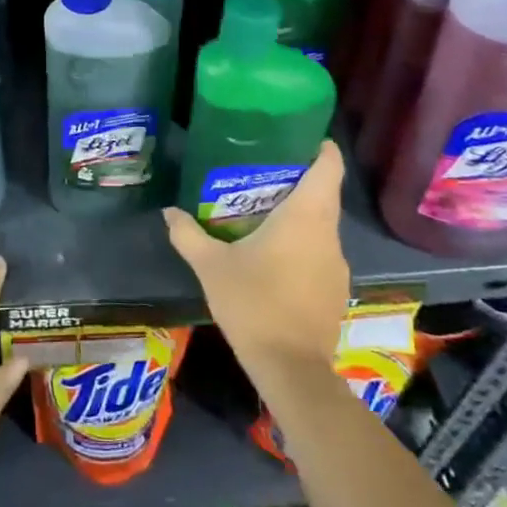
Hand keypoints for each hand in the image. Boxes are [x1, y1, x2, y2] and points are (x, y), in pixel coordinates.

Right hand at [163, 140, 348, 385]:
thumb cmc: (253, 304)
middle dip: (298, 179)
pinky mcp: (335, 289)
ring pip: (322, 225)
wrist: (291, 370)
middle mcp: (329, 234)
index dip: (319, 147)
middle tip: (262, 171)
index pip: (329, 167)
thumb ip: (188, 235)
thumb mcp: (211, 267)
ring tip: (263, 211)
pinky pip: (321, 251)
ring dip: (299, 214)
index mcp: (306, 217)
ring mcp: (337, 264)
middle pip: (324, 193)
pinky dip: (302, 244)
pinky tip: (275, 256)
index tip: (299, 137)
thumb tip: (169, 211)